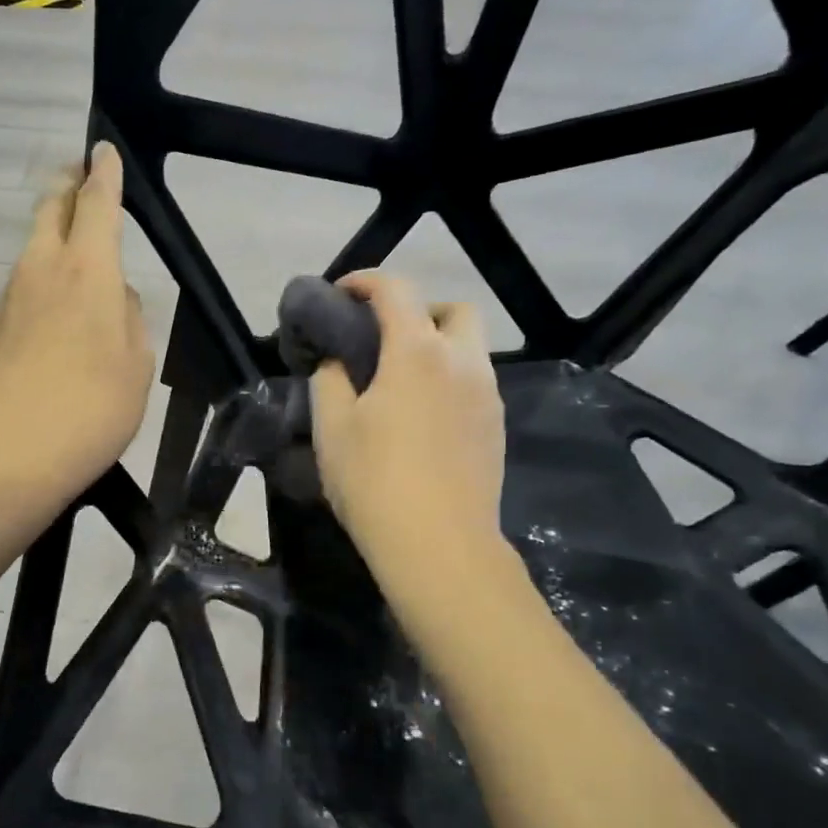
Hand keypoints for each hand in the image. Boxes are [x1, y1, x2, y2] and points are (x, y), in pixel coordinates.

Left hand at [0, 142, 153, 514]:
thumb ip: (131, 319)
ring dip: (51, 237)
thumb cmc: (93, 411)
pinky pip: (22, 290)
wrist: (12, 459)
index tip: (102, 150)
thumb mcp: (138, 365)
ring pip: (32, 250)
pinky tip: (52, 314)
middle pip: (50, 212)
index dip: (104, 175)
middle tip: (79, 177)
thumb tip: (117, 296)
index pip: (96, 205)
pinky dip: (40, 282)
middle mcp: (42, 272)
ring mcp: (9, 300)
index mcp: (88, 273)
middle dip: (67, 188)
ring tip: (73, 251)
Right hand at [310, 271, 506, 580]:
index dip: (365, 281)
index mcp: (417, 352)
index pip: (396, 290)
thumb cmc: (375, 482)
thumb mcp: (332, 428)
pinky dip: (449, 380)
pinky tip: (423, 417)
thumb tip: (337, 362)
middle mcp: (462, 362)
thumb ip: (330, 380)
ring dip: (437, 346)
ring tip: (400, 382)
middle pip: (454, 309)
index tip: (341, 293)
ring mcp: (487, 396)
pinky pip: (475, 383)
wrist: (440, 546)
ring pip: (470, 348)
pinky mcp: (496, 428)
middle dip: (419, 310)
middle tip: (384, 338)